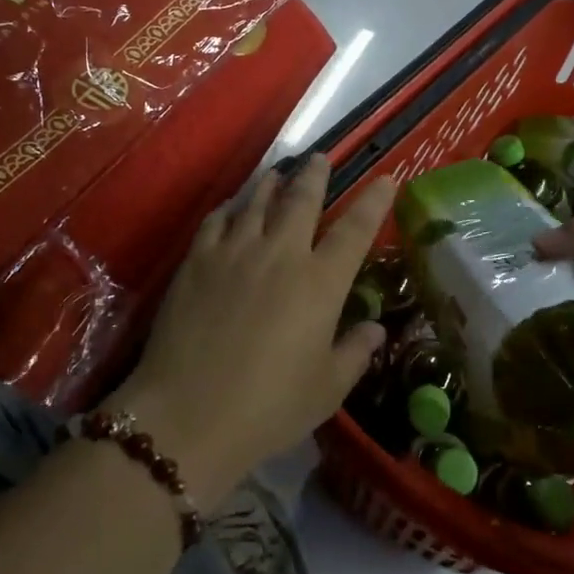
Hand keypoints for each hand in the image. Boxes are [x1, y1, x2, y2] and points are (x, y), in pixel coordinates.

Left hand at [116, 155, 396, 505]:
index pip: (355, 230)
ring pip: (257, 201)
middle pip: (302, 199)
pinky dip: (230, 206)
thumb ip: (355, 352)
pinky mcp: (197, 260)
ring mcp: (235, 251)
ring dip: (272, 182)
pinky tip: (233, 205)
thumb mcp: (326, 389)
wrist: (187, 415)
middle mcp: (280, 254)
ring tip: (279, 172)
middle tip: (319, 157)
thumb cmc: (268, 408)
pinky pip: (217, 219)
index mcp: (320, 283)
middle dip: (315, 174)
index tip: (385, 177)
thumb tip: (375, 327)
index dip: (373, 201)